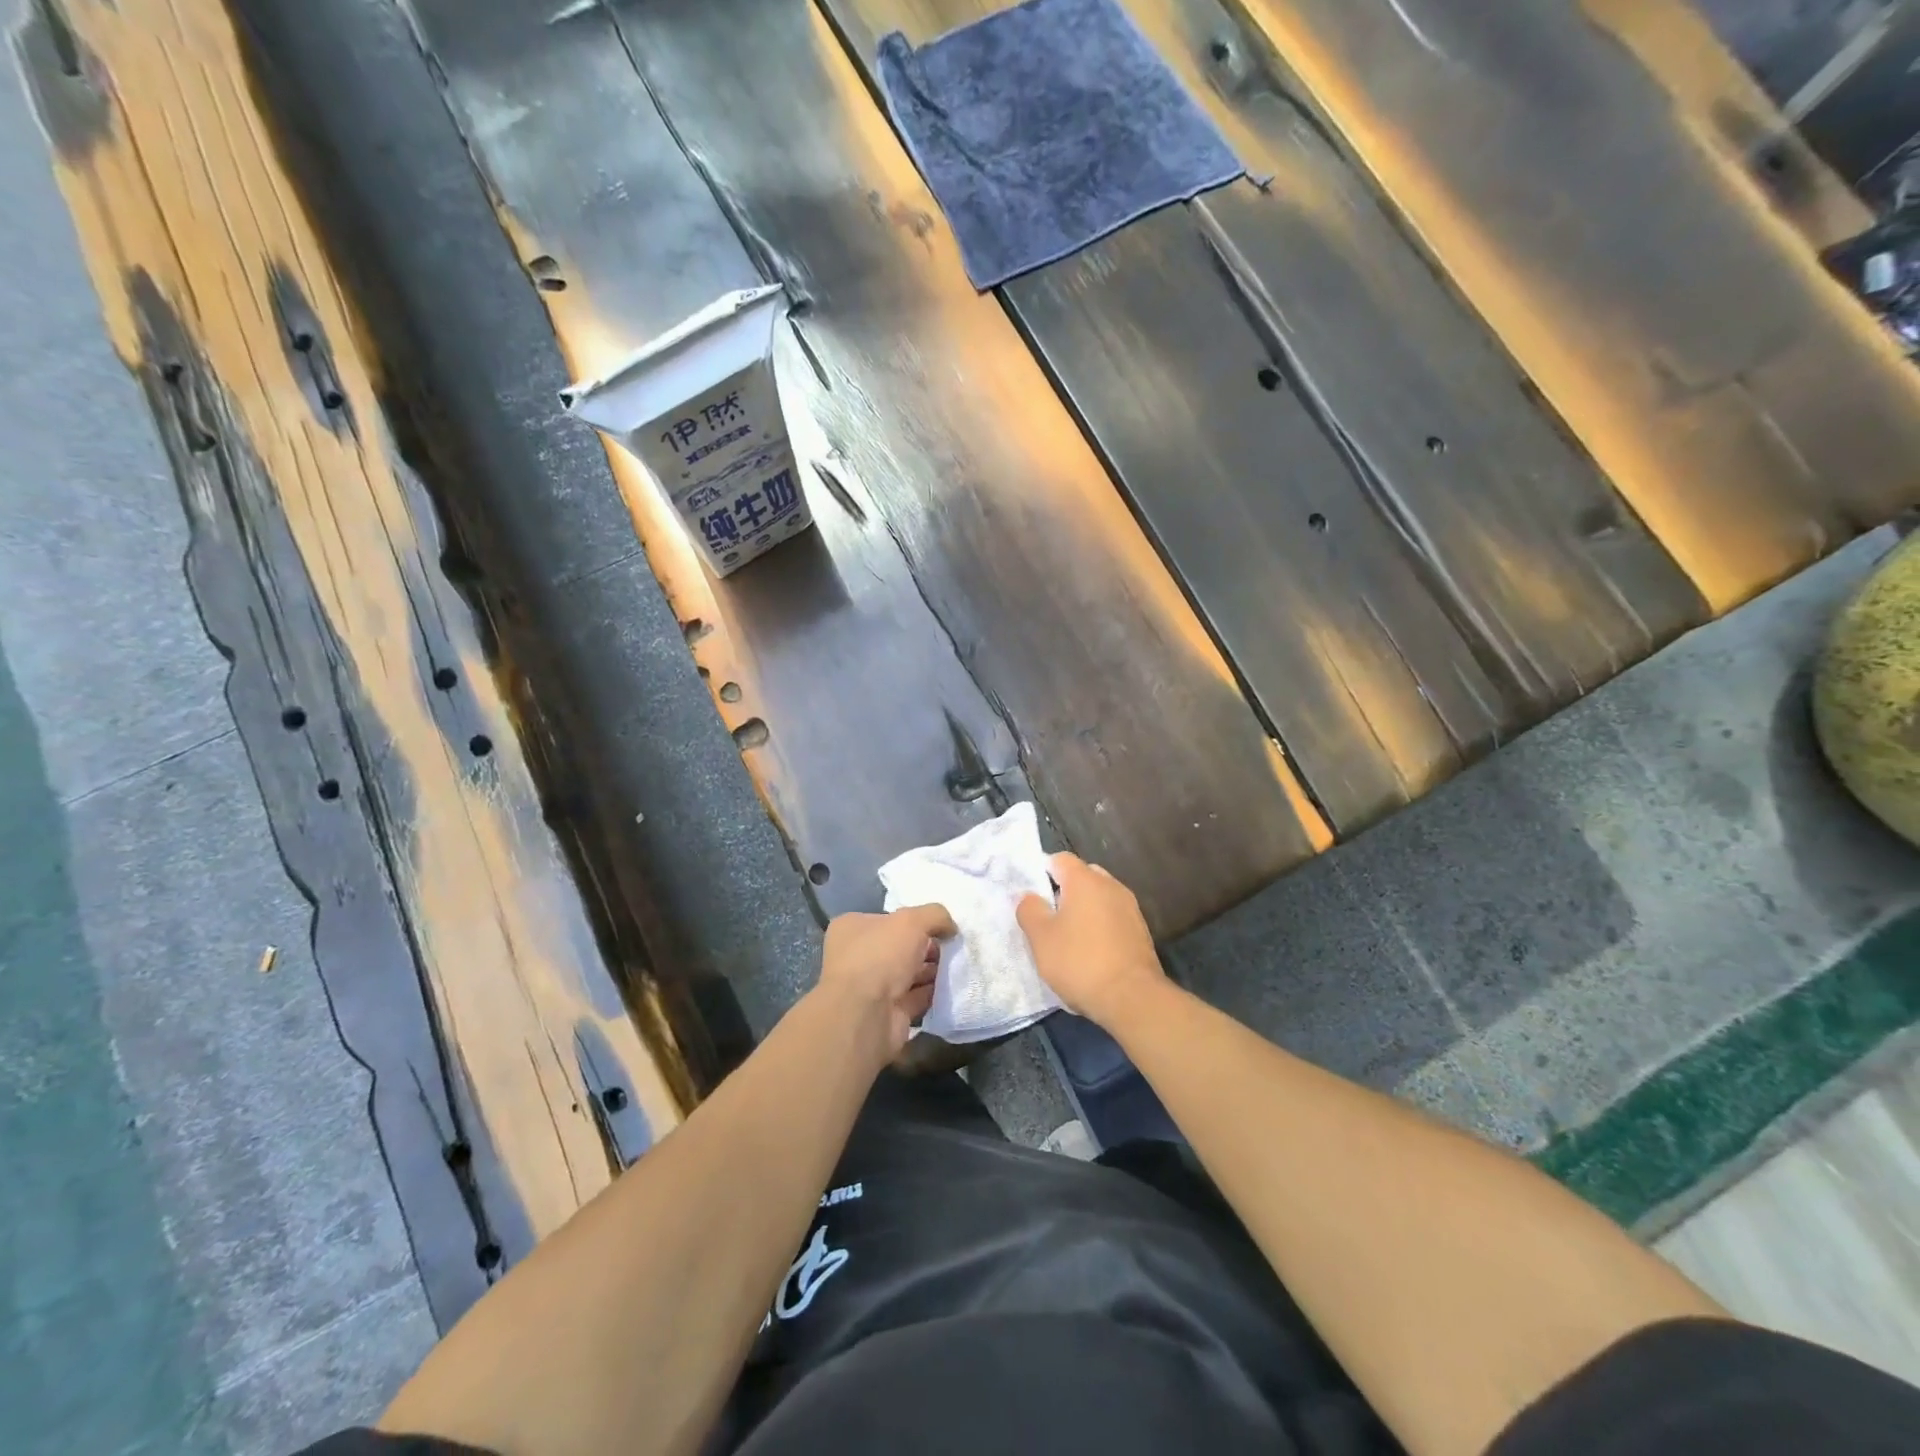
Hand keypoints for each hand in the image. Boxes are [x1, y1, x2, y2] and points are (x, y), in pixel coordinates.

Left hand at [815, 903, 956, 1056]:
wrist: (866, 1016)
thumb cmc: (881, 956)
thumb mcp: (912, 921)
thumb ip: (935, 915)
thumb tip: (950, 928)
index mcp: (853, 928)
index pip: (888, 919)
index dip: (915, 921)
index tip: (940, 926)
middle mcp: (858, 956)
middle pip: (901, 947)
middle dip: (928, 948)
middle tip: (953, 948)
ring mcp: (872, 987)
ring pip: (909, 973)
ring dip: (933, 970)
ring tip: (958, 966)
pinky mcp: (888, 1012)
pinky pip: (916, 997)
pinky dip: (933, 993)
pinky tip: (953, 987)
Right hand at [1017, 853, 1167, 1030]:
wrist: (1133, 998)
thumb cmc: (1080, 962)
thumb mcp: (1041, 938)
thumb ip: (1029, 910)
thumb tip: (1028, 896)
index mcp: (1085, 880)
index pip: (1060, 859)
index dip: (1042, 872)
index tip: (1033, 896)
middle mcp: (1111, 886)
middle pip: (1082, 876)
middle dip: (1065, 891)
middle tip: (1049, 916)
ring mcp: (1130, 908)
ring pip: (1100, 898)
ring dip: (1084, 910)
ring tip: (1069, 937)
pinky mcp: (1141, 931)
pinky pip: (1113, 918)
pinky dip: (1100, 927)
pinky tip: (1092, 952)